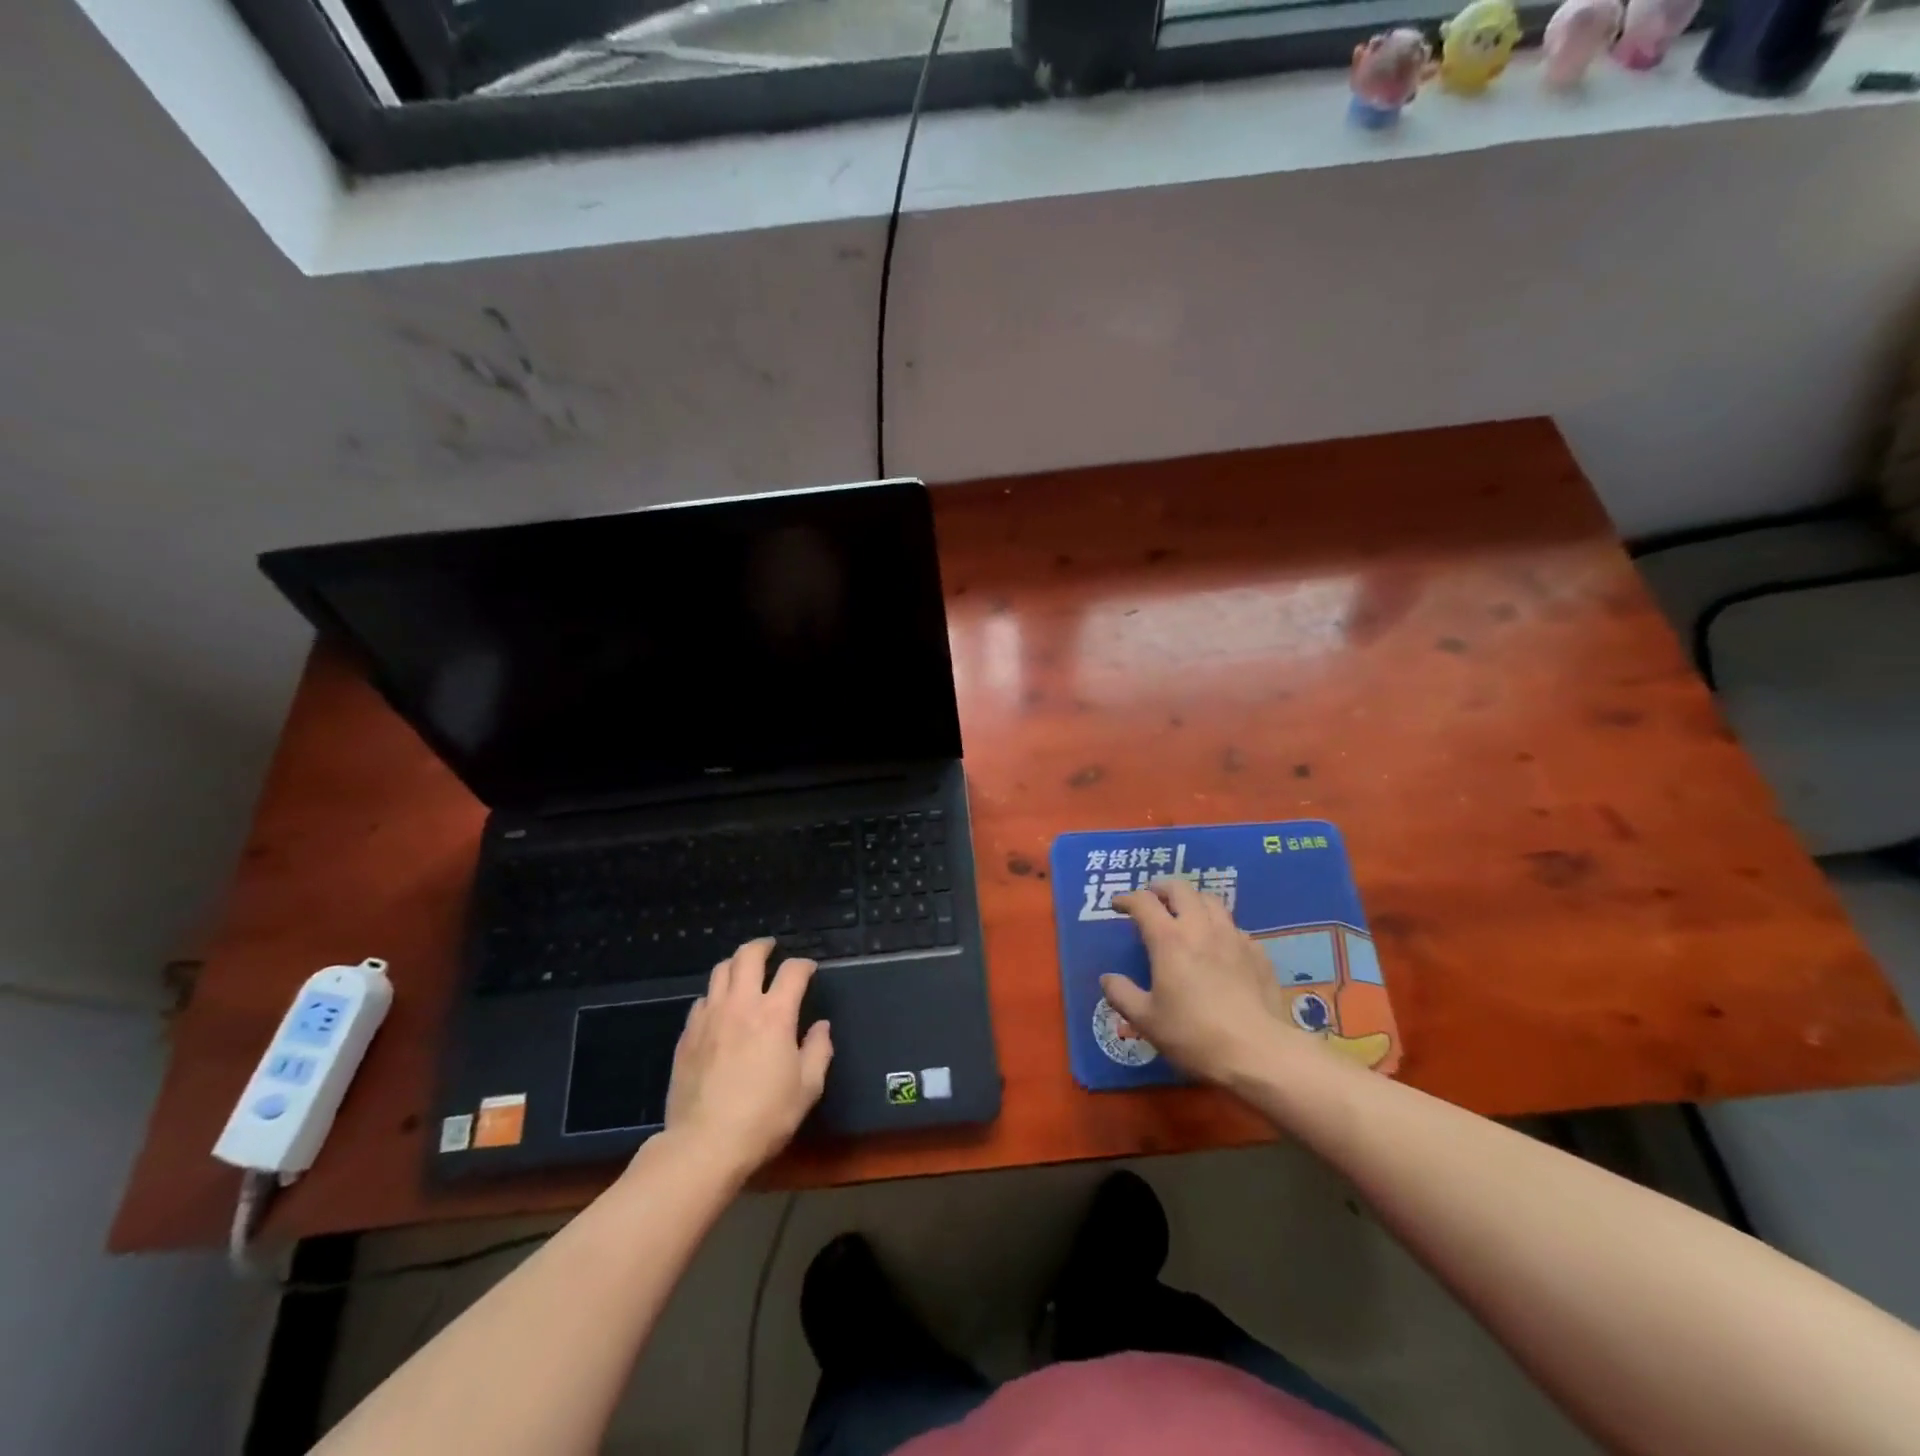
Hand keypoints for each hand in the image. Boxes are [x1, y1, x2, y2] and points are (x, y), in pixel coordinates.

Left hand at [661, 939, 832, 1179]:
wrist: (704, 1144)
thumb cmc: (764, 1117)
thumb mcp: (807, 1088)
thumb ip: (819, 1050)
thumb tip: (821, 1027)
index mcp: (775, 1014)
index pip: (792, 972)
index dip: (804, 965)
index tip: (809, 970)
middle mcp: (741, 1005)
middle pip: (748, 956)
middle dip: (762, 947)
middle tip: (771, 949)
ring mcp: (709, 1018)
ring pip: (720, 972)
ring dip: (736, 965)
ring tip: (744, 971)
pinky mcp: (687, 1036)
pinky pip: (701, 1001)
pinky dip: (715, 995)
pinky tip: (720, 1009)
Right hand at [1102, 879, 1326, 1084]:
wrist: (1257, 1052)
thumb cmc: (1193, 1035)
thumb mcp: (1146, 1020)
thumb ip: (1122, 995)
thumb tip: (1107, 978)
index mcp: (1169, 940)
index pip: (1144, 902)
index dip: (1127, 899)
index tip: (1117, 905)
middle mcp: (1201, 928)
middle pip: (1181, 889)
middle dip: (1162, 888)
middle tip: (1153, 899)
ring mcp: (1233, 938)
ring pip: (1212, 901)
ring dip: (1193, 901)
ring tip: (1186, 914)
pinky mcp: (1258, 953)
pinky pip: (1235, 928)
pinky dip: (1220, 928)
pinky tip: (1220, 946)